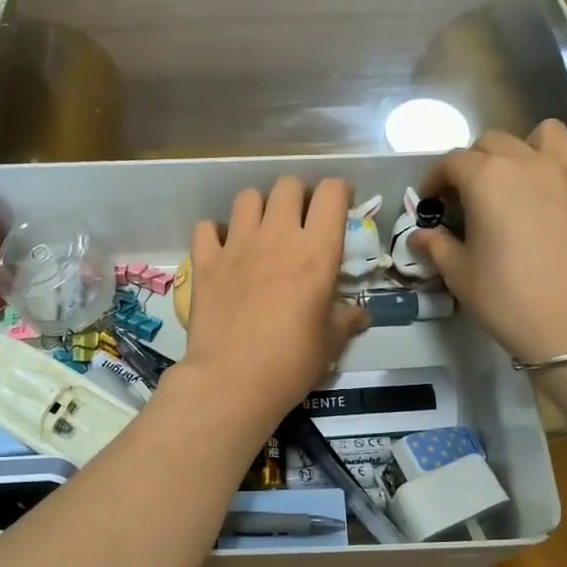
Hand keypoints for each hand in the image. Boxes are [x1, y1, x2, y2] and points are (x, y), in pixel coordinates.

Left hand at [174, 176, 367, 441]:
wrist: (231, 381)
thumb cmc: (291, 363)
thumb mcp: (330, 343)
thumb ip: (347, 321)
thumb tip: (361, 315)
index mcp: (316, 251)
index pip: (331, 192)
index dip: (338, 192)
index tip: (340, 206)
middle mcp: (276, 236)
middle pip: (287, 185)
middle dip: (298, 195)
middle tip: (300, 221)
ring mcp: (236, 245)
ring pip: (247, 197)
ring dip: (259, 207)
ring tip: (262, 231)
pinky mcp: (205, 261)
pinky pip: (207, 227)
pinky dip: (216, 232)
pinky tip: (224, 250)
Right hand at [414, 121, 566, 363]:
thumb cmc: (506, 298)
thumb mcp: (459, 275)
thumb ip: (437, 246)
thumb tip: (420, 236)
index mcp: (486, 179)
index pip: (453, 161)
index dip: (436, 179)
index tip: (432, 201)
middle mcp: (528, 161)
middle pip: (494, 142)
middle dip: (475, 163)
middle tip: (471, 195)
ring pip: (546, 134)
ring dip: (527, 149)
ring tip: (523, 178)